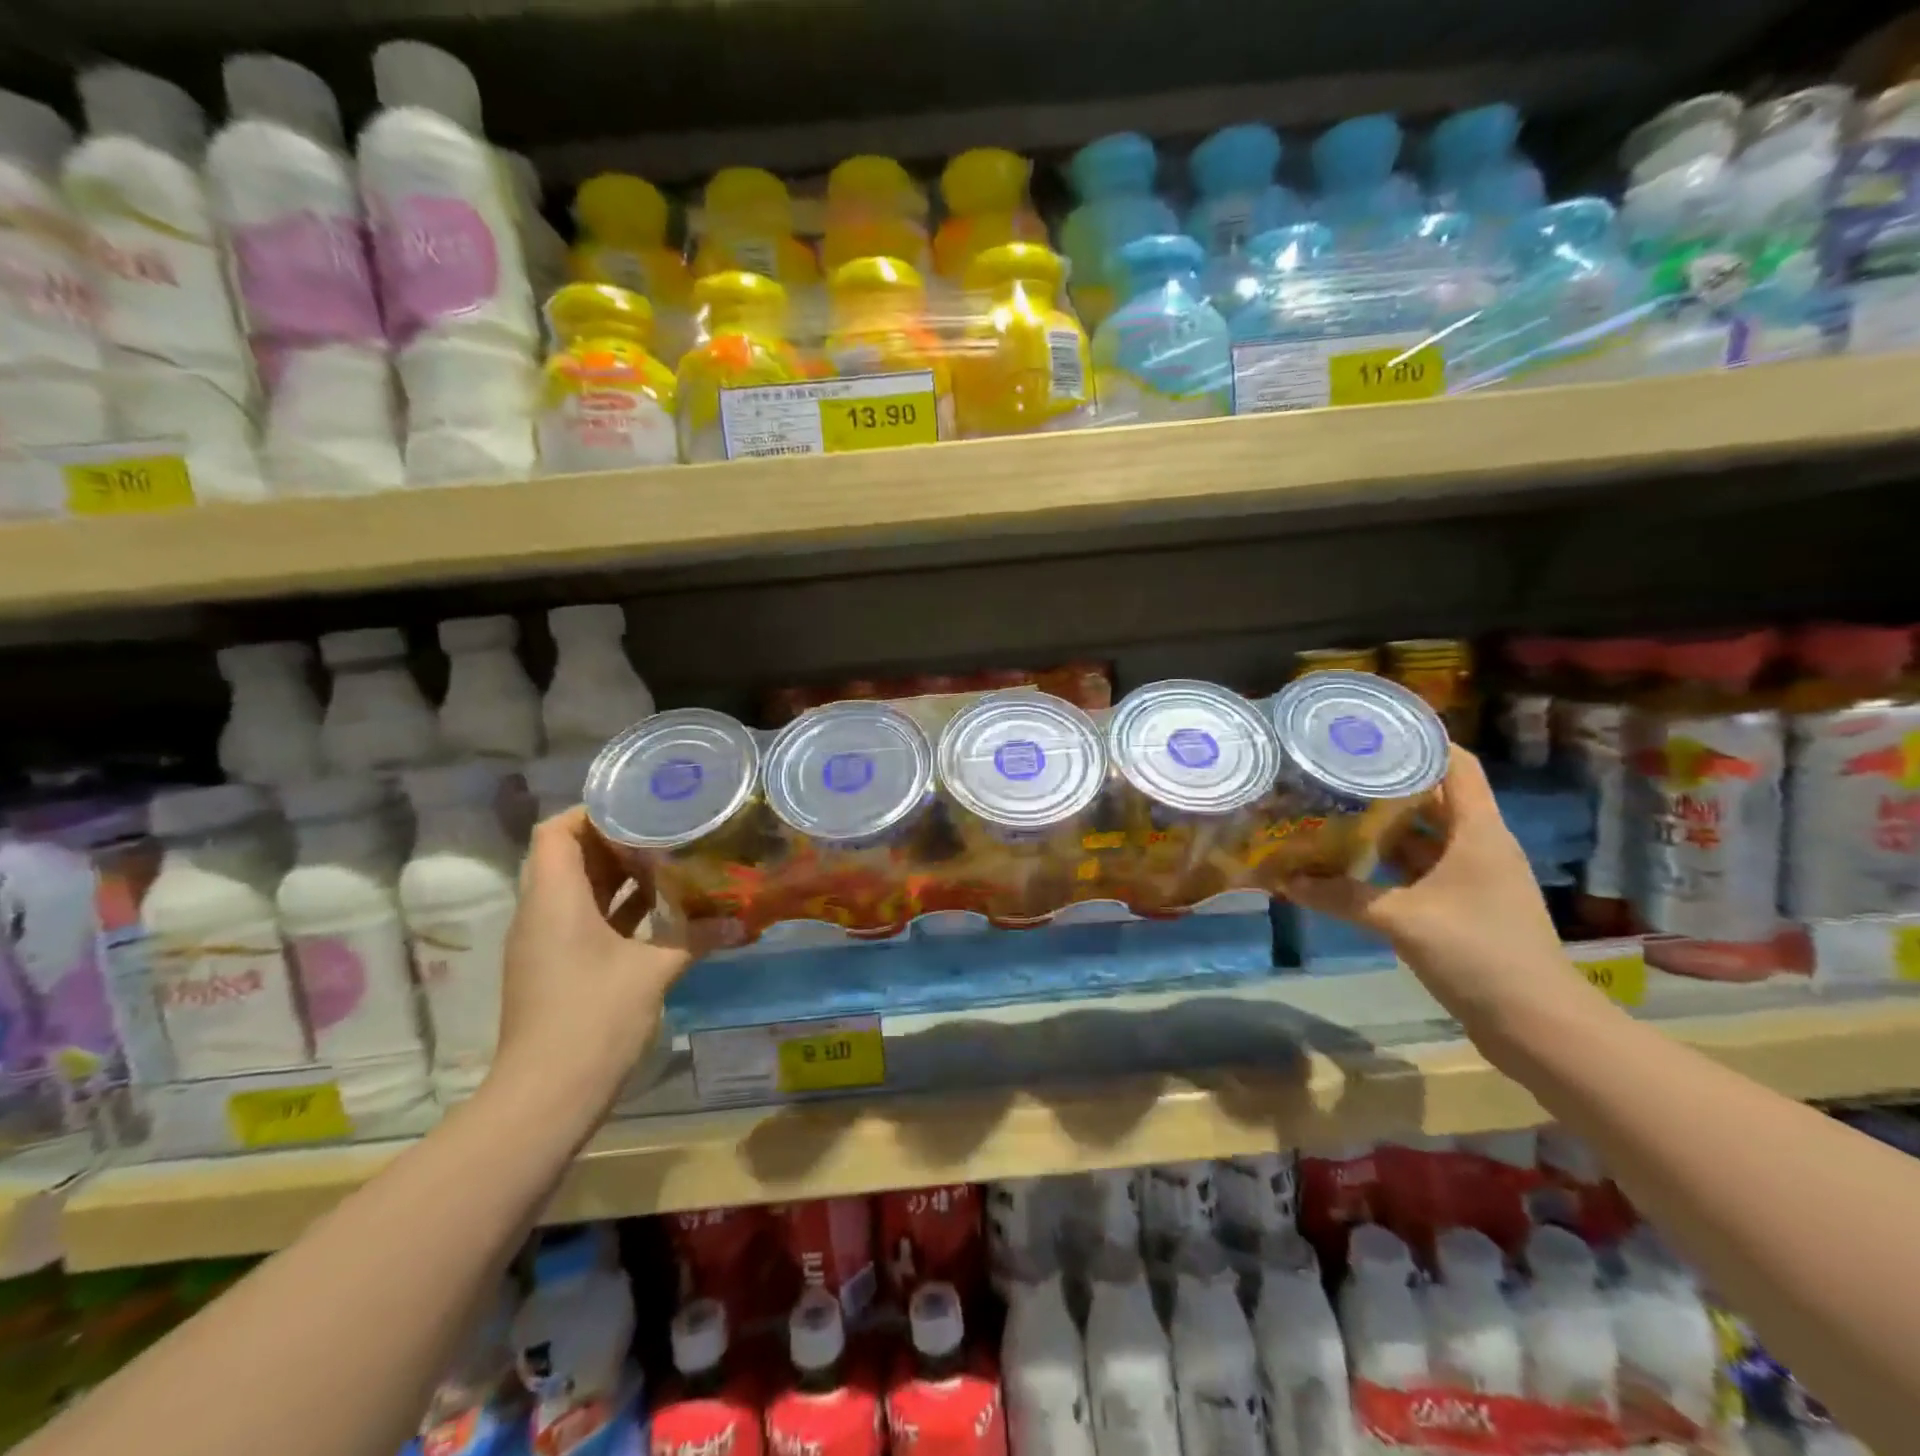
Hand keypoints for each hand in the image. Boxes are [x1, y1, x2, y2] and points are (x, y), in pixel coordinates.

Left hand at [490, 807, 722, 1112]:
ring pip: (580, 890)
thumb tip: (743, 920)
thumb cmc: (592, 1018)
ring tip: (672, 858)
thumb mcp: (652, 971)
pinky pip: (586, 919)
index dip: (592, 811)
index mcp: (554, 900)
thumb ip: (696, 938)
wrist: (546, 1097)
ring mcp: (548, 943)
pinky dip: (619, 908)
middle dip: (617, 839)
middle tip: (668, 827)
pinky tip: (663, 907)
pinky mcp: (559, 967)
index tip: (640, 805)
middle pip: (570, 856)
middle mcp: (543, 913)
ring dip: (620, 874)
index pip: (556, 832)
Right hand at [1283, 746, 1575, 1025]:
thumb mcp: (1402, 920)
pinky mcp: (1463, 907)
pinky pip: (1420, 869)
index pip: (1457, 765)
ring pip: (1424, 836)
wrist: (1536, 1026)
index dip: (1422, 740)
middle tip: (1335, 770)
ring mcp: (1472, 878)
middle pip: (1433, 798)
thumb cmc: (1480, 954)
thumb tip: (1285, 882)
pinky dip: (1388, 863)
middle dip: (1386, 783)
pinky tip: (1350, 862)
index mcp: (1479, 832)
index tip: (1373, 729)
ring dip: (1383, 825)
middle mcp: (1479, 846)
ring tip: (1332, 808)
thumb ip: (1342, 897)